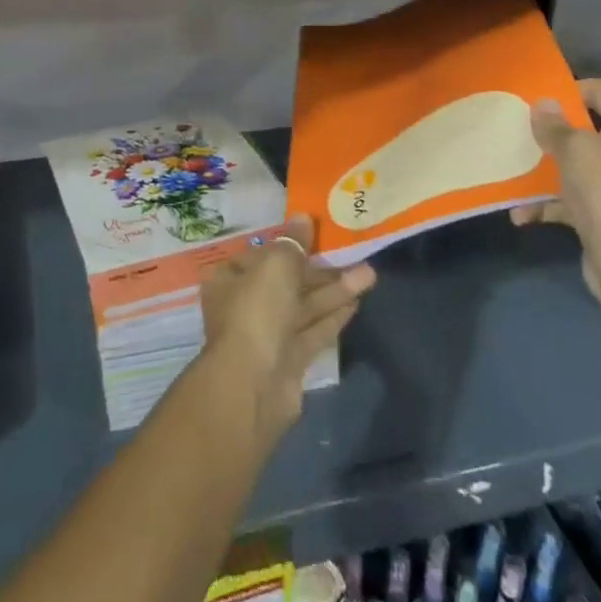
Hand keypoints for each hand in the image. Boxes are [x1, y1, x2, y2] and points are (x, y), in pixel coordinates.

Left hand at [198, 215, 375, 442]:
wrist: (254, 384)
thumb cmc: (257, 310)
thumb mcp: (276, 264)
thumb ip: (293, 242)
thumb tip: (303, 217)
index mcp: (230, 279)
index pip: (261, 254)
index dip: (289, 243)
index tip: (316, 234)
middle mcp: (245, 305)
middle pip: (286, 280)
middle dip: (320, 268)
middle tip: (352, 253)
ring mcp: (267, 335)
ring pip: (304, 306)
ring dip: (335, 290)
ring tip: (370, 274)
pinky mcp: (289, 360)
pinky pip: (313, 330)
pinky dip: (333, 316)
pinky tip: (357, 302)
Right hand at [511, 79, 600, 313]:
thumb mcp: (576, 152)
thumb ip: (555, 126)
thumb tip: (543, 103)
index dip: (571, 88)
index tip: (536, 96)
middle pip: (588, 130)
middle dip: (551, 131)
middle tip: (518, 128)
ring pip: (577, 166)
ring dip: (544, 170)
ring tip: (511, 168)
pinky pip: (573, 200)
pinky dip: (548, 205)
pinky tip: (520, 214)